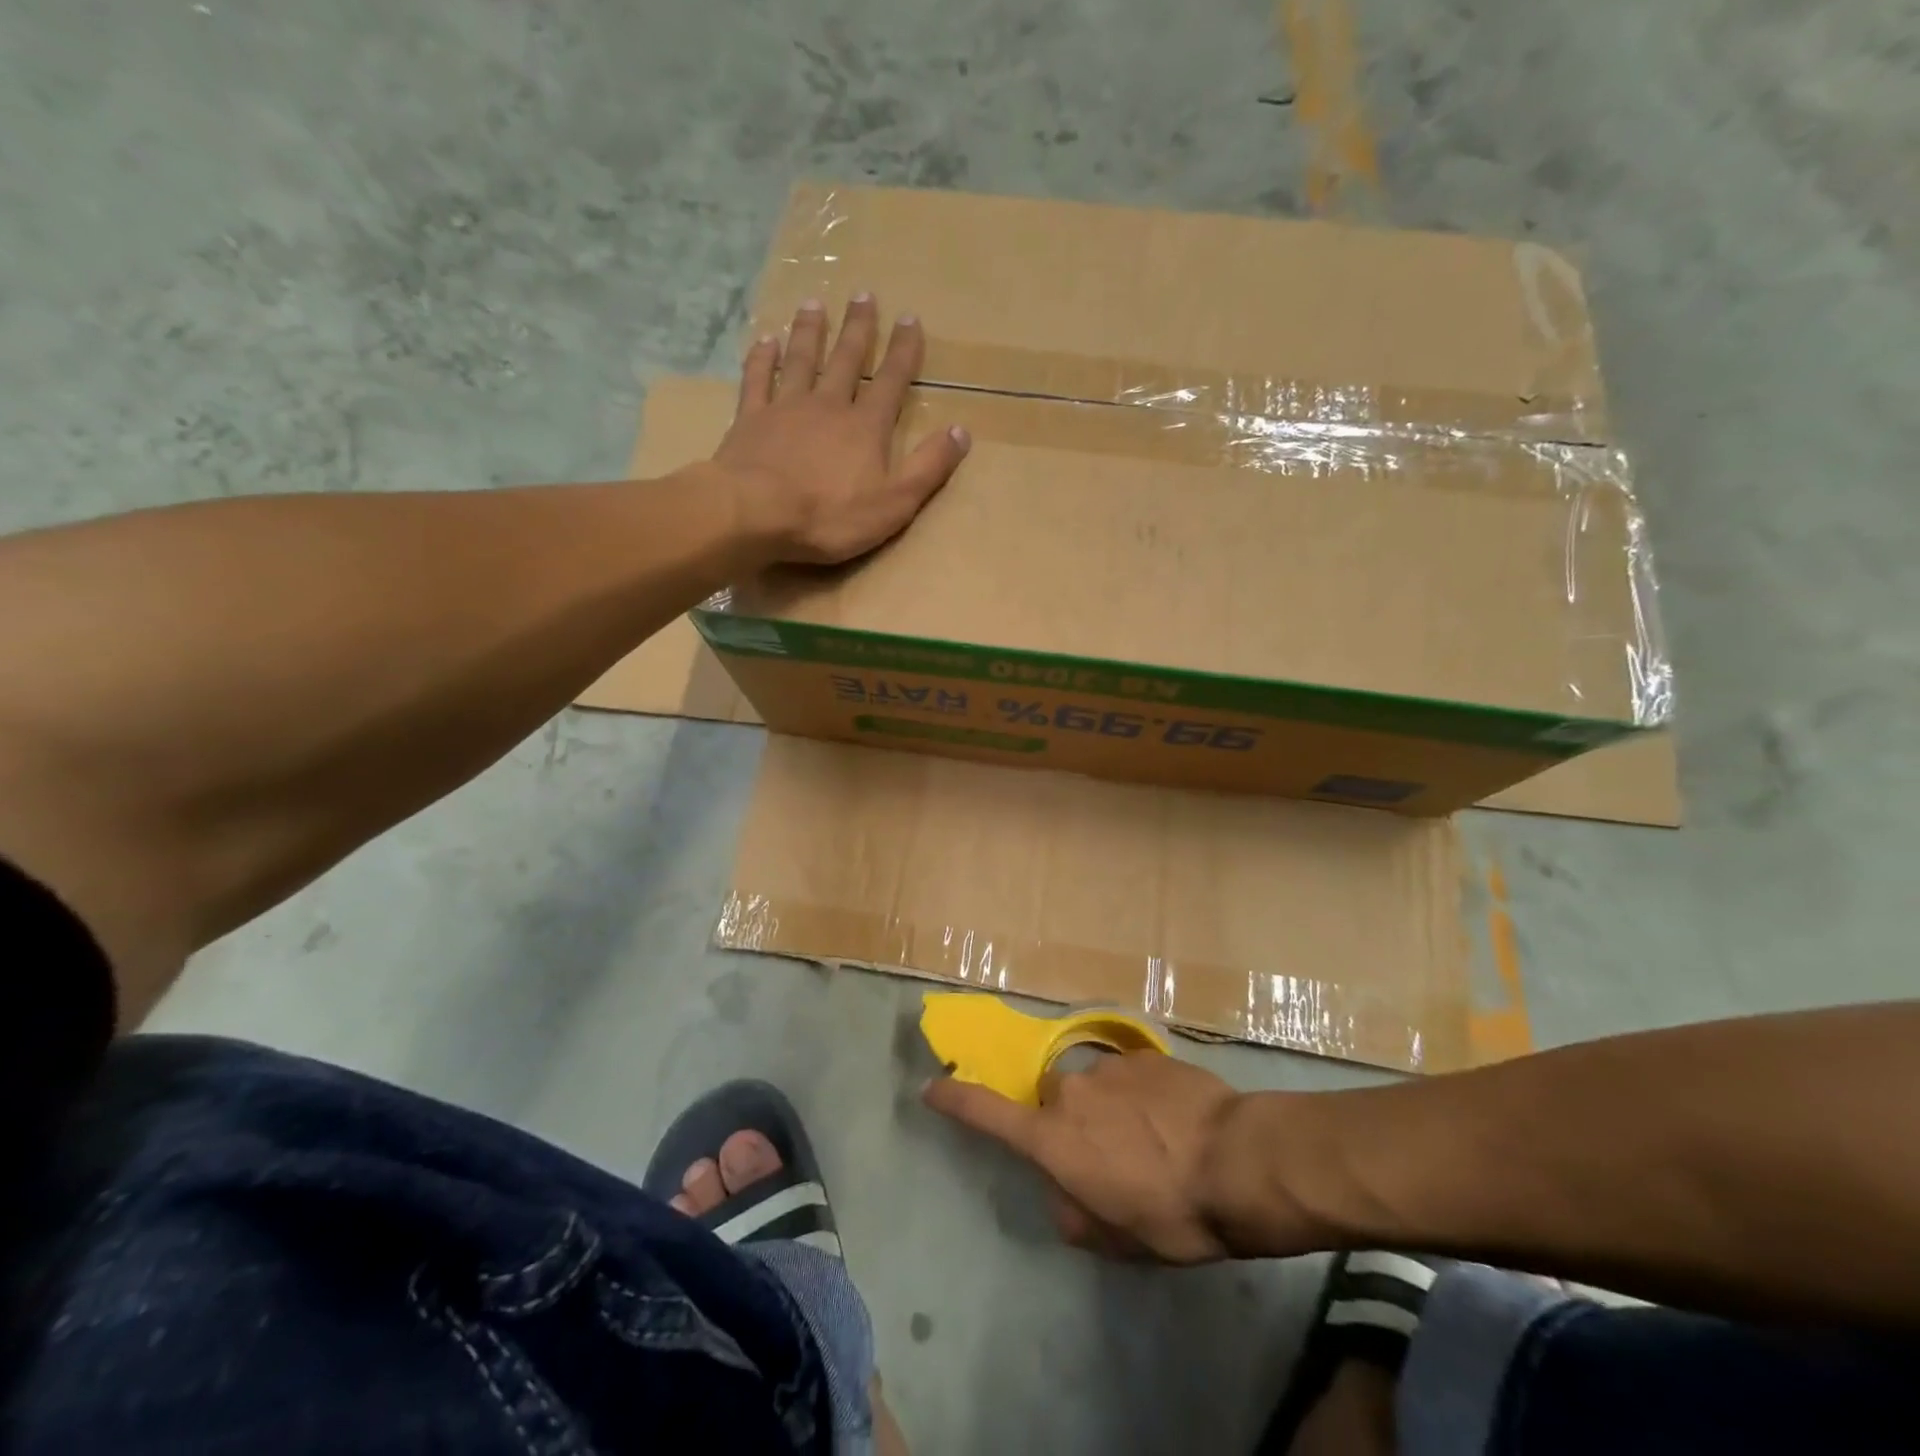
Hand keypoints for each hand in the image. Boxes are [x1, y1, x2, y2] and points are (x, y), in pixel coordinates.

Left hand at [716, 295, 970, 564]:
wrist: (756, 514)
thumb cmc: (830, 515)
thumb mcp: (895, 502)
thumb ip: (929, 467)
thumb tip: (962, 432)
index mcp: (866, 427)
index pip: (890, 381)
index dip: (903, 351)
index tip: (910, 318)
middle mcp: (828, 405)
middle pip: (845, 360)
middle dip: (858, 328)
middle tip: (863, 295)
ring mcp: (786, 408)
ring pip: (801, 360)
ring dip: (809, 331)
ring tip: (814, 303)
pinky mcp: (751, 420)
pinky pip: (757, 380)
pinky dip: (762, 358)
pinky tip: (765, 340)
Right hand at [924, 1051, 1241, 1263]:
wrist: (1238, 1160)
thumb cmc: (1171, 1211)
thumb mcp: (1117, 1239)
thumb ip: (1074, 1214)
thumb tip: (1063, 1193)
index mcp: (1053, 1138)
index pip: (988, 1114)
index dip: (956, 1101)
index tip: (931, 1087)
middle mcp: (1070, 1092)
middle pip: (1054, 1105)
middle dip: (1072, 1128)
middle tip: (1113, 1162)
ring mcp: (1108, 1067)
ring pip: (1094, 1090)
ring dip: (1111, 1112)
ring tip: (1155, 1144)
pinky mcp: (1144, 1055)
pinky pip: (1129, 1078)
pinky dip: (1142, 1099)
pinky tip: (1176, 1122)